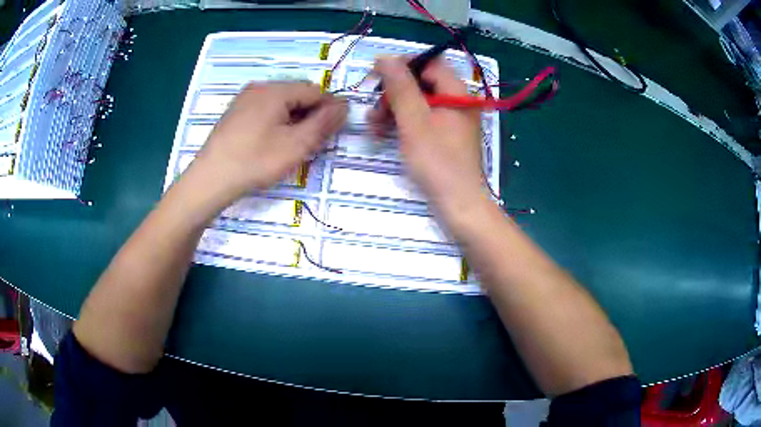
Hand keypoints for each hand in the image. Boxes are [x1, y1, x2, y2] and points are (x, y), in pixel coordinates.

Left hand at [189, 81, 346, 205]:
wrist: (210, 180)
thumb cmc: (255, 161)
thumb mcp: (296, 145)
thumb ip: (323, 123)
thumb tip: (344, 105)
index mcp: (276, 90)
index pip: (315, 90)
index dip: (329, 109)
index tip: (333, 132)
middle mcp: (259, 87)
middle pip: (297, 95)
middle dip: (310, 115)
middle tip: (313, 142)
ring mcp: (244, 100)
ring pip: (280, 104)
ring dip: (294, 120)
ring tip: (293, 145)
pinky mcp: (235, 114)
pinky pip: (264, 111)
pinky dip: (276, 123)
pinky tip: (272, 143)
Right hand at [369, 57, 484, 214]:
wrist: (459, 203)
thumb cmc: (437, 161)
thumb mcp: (414, 121)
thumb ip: (400, 86)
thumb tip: (385, 57)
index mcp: (456, 91)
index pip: (428, 63)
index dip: (400, 66)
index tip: (375, 77)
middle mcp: (457, 100)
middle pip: (421, 82)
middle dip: (393, 92)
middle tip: (373, 108)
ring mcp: (452, 118)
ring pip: (418, 101)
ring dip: (394, 108)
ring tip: (373, 125)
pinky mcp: (446, 134)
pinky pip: (422, 118)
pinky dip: (403, 122)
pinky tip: (384, 133)